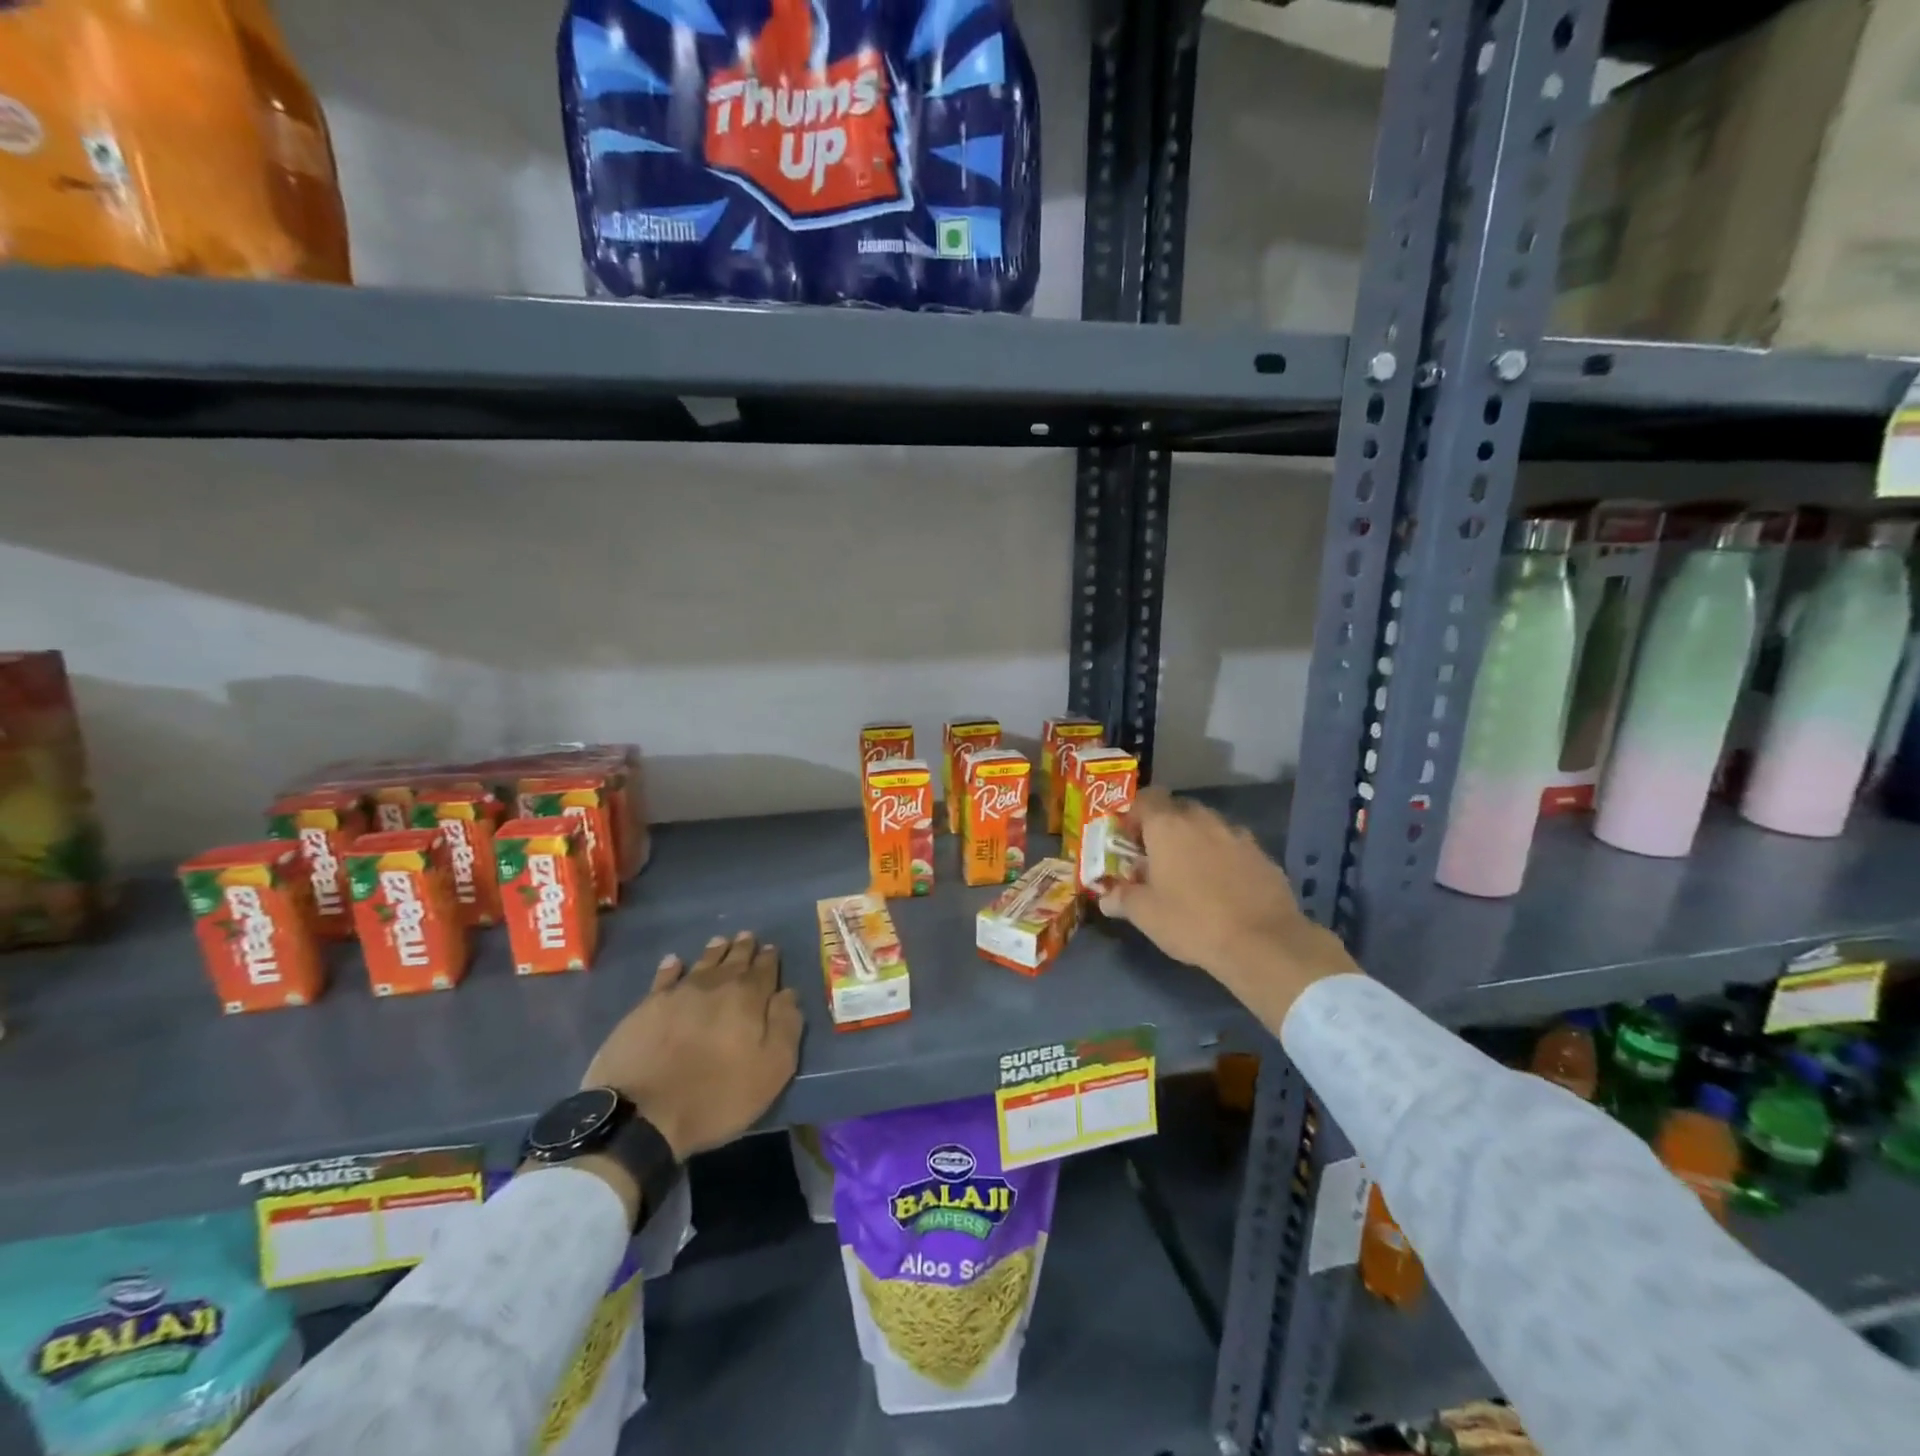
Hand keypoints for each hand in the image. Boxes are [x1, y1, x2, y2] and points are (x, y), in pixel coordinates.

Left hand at [582, 931, 803, 1160]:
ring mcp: (678, 993)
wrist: (643, 1113)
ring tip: (720, 941)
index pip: (764, 970)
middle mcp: (715, 985)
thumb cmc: (717, 1095)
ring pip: (702, 963)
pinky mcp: (646, 1007)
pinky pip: (664, 977)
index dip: (769, 959)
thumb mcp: (771, 1069)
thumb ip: (786, 1026)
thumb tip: (788, 993)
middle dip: (743, 948)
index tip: (771, 948)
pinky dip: (672, 966)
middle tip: (747, 936)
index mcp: (748, 998)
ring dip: (714, 951)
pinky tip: (674, 961)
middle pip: (733, 960)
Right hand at [1100, 788, 1358, 1030]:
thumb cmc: (1192, 921)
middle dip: (1164, 828)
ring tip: (1190, 874)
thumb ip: (1121, 898)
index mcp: (1167, 825)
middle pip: (1177, 809)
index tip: (1128, 841)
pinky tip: (1222, 888)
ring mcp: (1236, 835)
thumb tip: (1107, 897)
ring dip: (1195, 841)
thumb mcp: (1145, 915)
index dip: (1133, 815)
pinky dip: (1223, 858)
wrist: (1264, 942)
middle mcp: (1202, 819)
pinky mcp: (1262, 854)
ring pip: (1207, 827)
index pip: (1145, 798)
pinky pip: (1233, 847)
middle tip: (1156, 859)